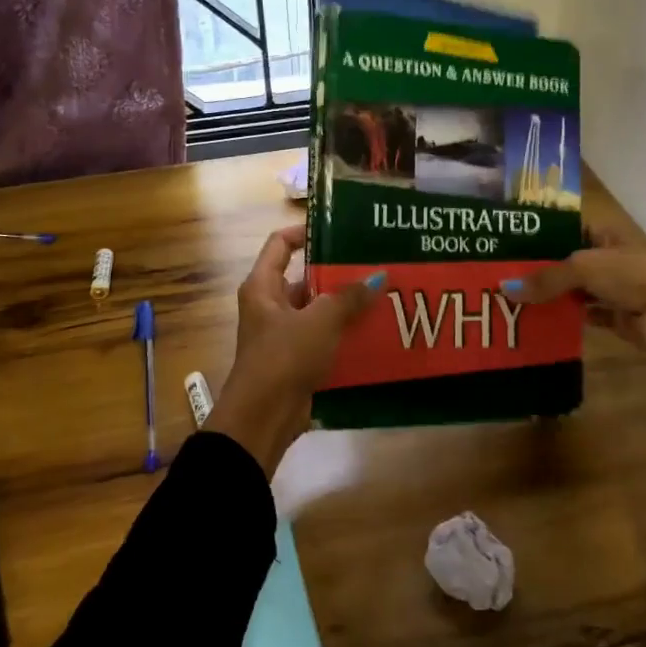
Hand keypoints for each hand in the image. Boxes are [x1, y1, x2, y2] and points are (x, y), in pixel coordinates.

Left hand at [209, 224, 383, 476]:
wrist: (264, 417)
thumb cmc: (284, 357)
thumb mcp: (320, 321)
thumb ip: (348, 297)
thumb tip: (378, 276)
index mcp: (263, 286)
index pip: (280, 244)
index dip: (305, 232)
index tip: (339, 229)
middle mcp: (269, 306)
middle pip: (304, 278)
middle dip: (337, 274)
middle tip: (374, 266)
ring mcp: (282, 335)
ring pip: (317, 311)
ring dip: (344, 307)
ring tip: (382, 298)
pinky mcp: (295, 360)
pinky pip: (323, 339)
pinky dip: (343, 336)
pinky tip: (374, 333)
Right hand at [505, 233, 645, 438]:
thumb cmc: (632, 273)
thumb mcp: (583, 267)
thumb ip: (545, 278)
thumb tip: (505, 289)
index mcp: (602, 230)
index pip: (562, 224)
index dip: (536, 230)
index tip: (503, 238)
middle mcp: (605, 254)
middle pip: (563, 258)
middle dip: (536, 266)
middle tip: (496, 272)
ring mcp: (609, 285)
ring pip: (570, 287)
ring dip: (547, 294)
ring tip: (507, 297)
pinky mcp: (612, 314)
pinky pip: (579, 313)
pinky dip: (561, 317)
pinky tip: (533, 320)